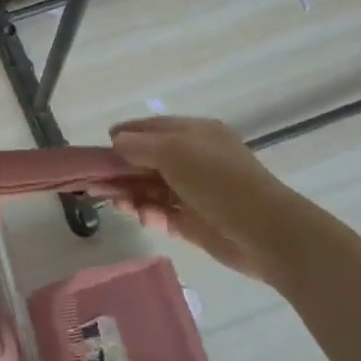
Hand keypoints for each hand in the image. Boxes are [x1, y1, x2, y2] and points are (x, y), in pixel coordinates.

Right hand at [108, 115, 299, 285]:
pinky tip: (141, 217)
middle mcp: (194, 160)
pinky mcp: (195, 223)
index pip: (152, 128)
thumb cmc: (219, 181)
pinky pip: (163, 215)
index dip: (125, 135)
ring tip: (114, 203)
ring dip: (131, 194)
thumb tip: (116, 142)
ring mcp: (195, 193)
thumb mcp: (174, 151)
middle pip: (148, 161)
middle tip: (95, 183)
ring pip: (152, 189)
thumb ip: (139, 145)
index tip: (100, 147)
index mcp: (195, 134)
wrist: (265, 232)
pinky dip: (149, 215)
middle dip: (121, 170)